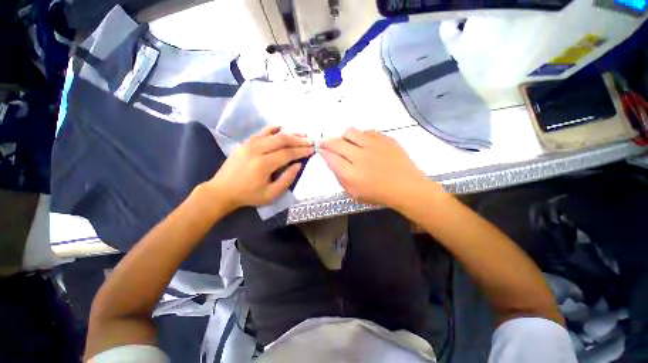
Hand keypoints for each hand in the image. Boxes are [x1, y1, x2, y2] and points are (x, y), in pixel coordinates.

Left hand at [205, 126, 313, 211]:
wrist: (222, 190)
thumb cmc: (248, 195)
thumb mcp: (271, 194)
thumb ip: (286, 179)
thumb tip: (298, 164)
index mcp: (263, 164)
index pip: (288, 153)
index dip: (302, 151)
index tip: (313, 149)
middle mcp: (257, 150)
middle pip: (282, 140)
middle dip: (299, 140)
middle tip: (311, 141)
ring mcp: (250, 144)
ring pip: (274, 134)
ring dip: (290, 133)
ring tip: (302, 134)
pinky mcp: (245, 143)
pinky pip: (262, 132)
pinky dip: (273, 129)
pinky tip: (281, 127)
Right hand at [320, 128, 441, 208]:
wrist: (407, 187)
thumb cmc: (378, 194)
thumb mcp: (353, 193)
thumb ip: (339, 177)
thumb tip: (330, 161)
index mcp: (351, 174)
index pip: (330, 157)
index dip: (323, 151)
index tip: (321, 149)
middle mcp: (360, 157)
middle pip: (336, 142)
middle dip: (327, 141)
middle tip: (326, 142)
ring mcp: (373, 145)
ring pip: (350, 132)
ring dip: (343, 136)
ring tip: (345, 141)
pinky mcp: (385, 139)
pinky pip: (366, 131)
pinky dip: (360, 135)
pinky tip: (362, 141)